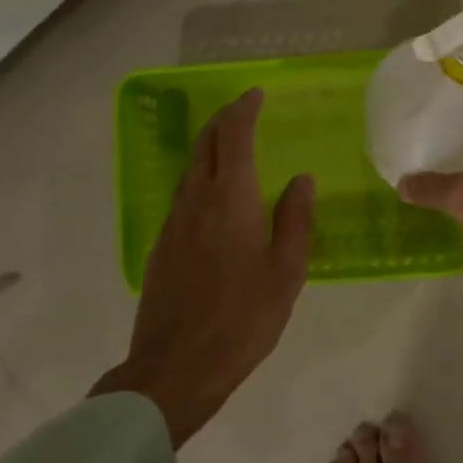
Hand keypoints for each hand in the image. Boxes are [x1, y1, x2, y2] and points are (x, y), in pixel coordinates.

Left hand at [92, 89, 314, 445]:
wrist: (175, 368)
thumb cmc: (242, 319)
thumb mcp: (286, 271)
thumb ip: (295, 219)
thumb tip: (301, 179)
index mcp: (230, 200)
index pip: (234, 137)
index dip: (244, 110)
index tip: (256, 95)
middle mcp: (196, 201)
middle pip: (205, 144)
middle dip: (224, 120)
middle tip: (244, 109)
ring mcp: (172, 223)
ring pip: (190, 168)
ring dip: (210, 146)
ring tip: (233, 144)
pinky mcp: (161, 246)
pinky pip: (183, 194)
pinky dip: (200, 176)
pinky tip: (214, 195)